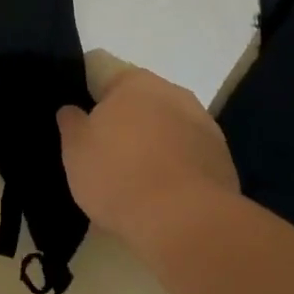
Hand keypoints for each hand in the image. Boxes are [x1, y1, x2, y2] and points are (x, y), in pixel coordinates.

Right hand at [57, 65, 239, 253]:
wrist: (184, 220)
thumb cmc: (119, 175)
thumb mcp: (75, 150)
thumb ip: (71, 123)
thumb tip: (72, 109)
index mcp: (135, 82)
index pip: (105, 74)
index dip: (91, 97)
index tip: (83, 123)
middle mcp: (173, 92)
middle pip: (141, 101)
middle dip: (126, 122)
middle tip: (107, 154)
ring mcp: (204, 124)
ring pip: (168, 127)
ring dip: (155, 143)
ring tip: (137, 180)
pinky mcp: (222, 157)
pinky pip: (189, 155)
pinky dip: (177, 167)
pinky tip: (165, 195)